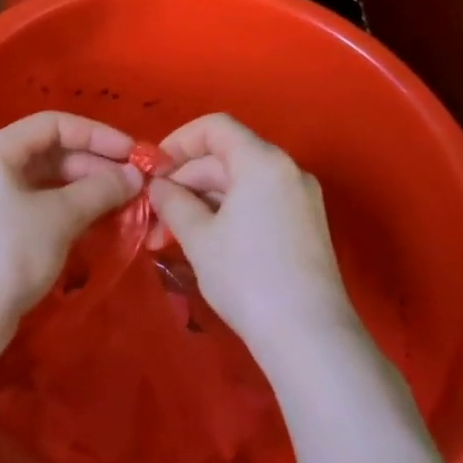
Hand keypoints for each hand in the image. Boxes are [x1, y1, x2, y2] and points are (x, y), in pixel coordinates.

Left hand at [0, 111, 142, 350]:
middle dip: (93, 163)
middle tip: (133, 181)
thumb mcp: (59, 217)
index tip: (131, 153)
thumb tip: (135, 175)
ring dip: (84, 187)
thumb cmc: (8, 255)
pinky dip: (67, 206)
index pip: (53, 124)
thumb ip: (100, 189)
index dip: (97, 134)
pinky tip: (96, 218)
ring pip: (45, 179)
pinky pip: (37, 203)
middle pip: (50, 151)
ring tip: (122, 200)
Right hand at [146, 114, 358, 362]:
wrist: (309, 335)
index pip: (215, 127)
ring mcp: (300, 198)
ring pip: (240, 184)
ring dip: (201, 203)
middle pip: (225, 157)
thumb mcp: (199, 238)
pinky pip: (258, 202)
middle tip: (153, 218)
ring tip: (169, 238)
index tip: (153, 171)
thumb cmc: (248, 277)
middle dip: (184, 183)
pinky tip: (203, 243)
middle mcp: (287, 170)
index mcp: (263, 161)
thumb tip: (157, 186)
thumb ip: (173, 202)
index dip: (178, 142)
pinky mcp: (305, 225)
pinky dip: (227, 214)